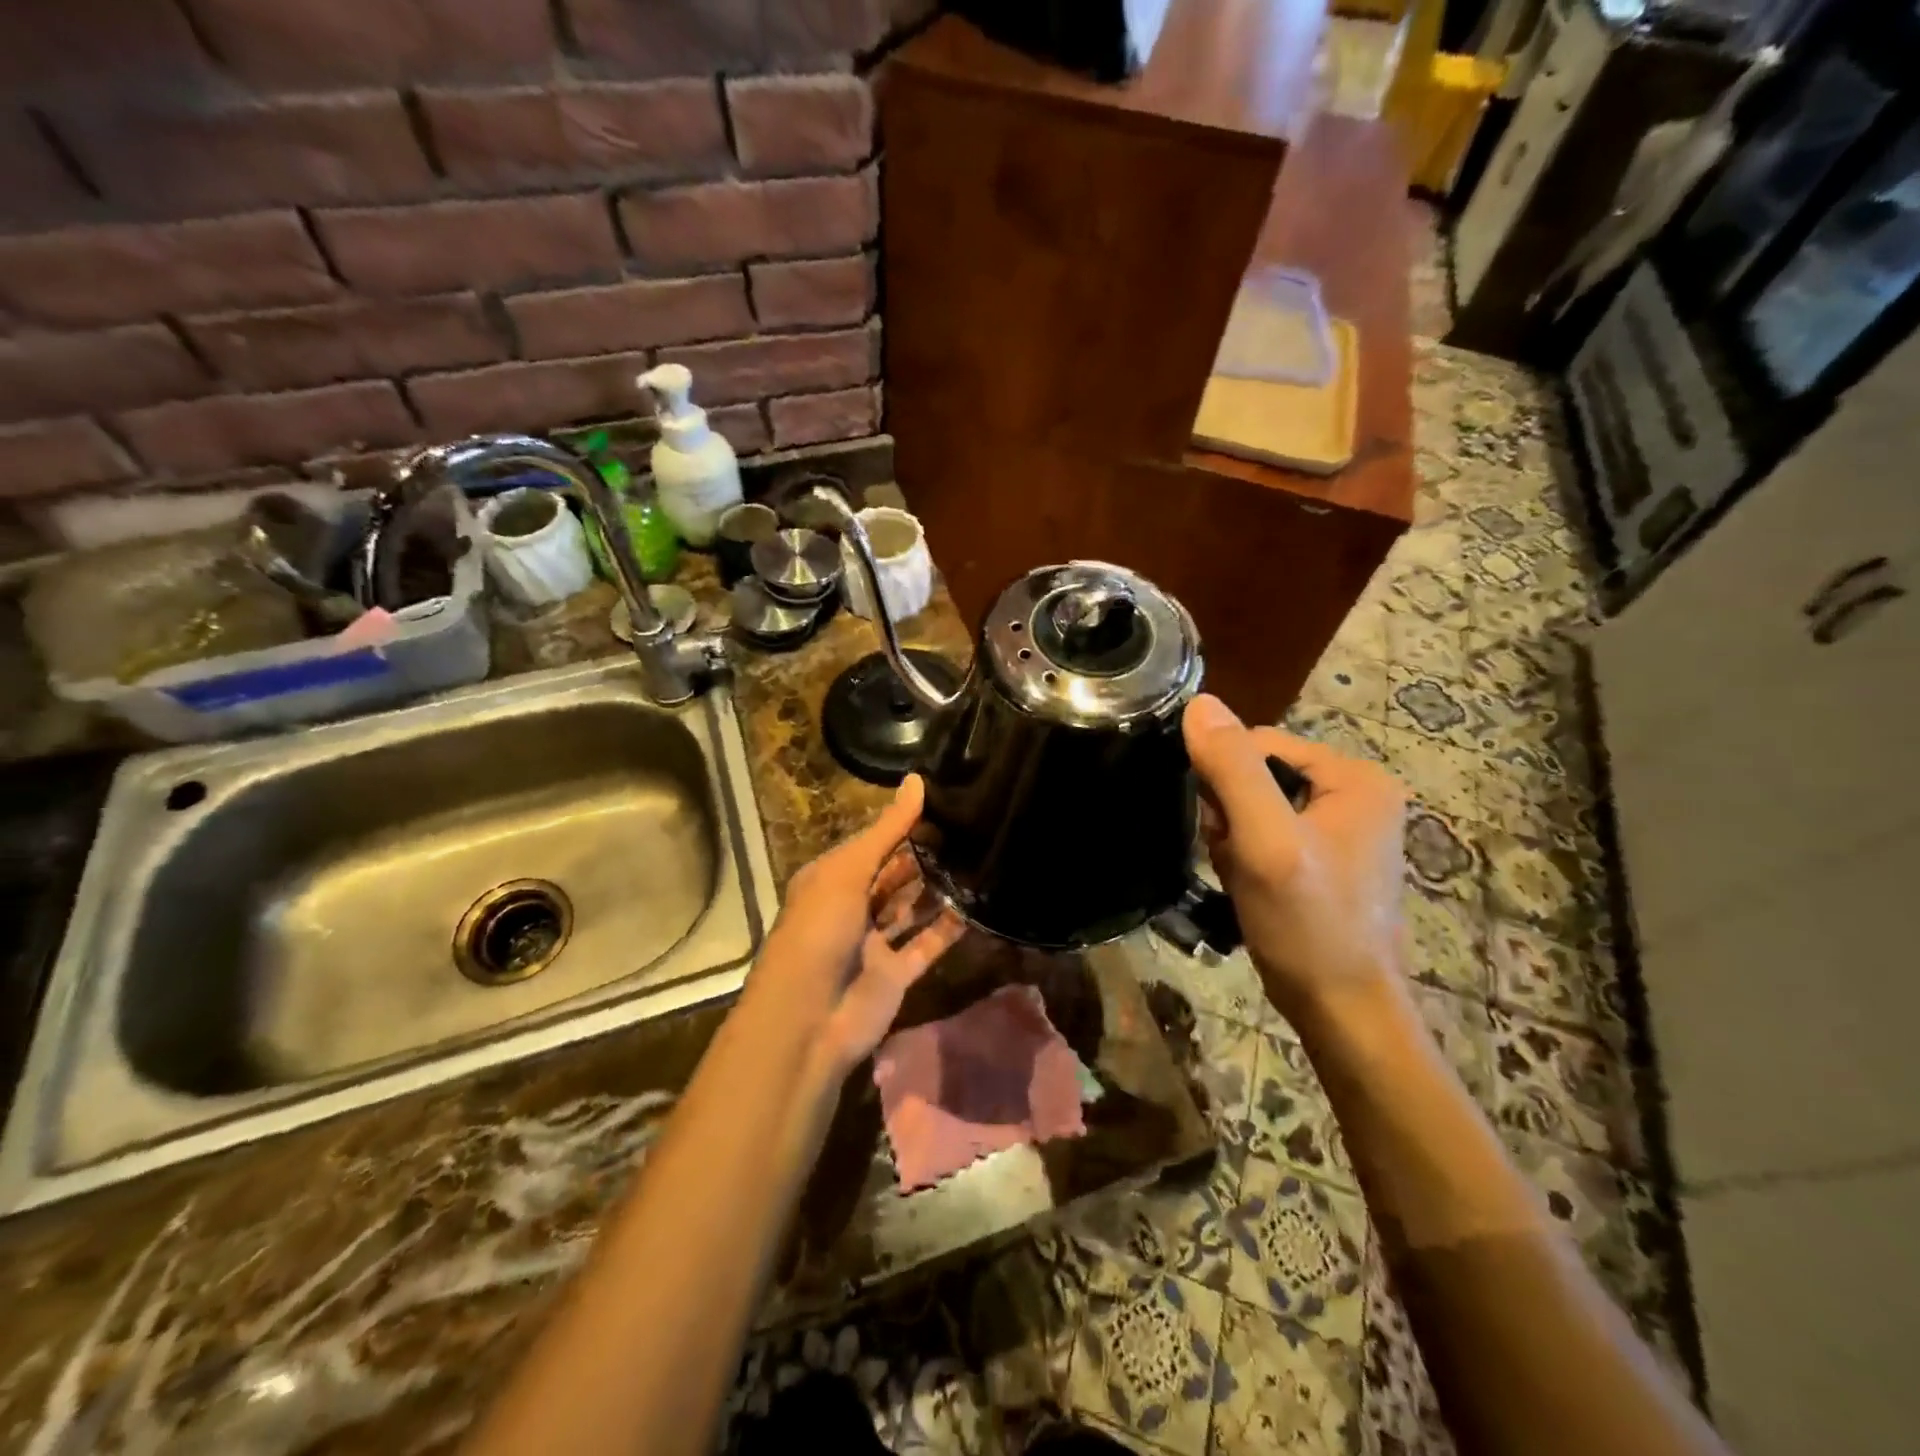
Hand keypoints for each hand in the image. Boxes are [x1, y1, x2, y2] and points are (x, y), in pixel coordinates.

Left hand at [758, 774, 967, 1073]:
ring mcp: (874, 942)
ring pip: (910, 909)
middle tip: (970, 831)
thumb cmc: (819, 931)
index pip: (872, 844)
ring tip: (979, 860)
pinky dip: (948, 929)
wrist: (807, 1020)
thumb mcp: (848, 871)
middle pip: (893, 875)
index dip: (904, 826)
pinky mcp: (895, 974)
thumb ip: (888, 830)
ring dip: (938, 890)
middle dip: (924, 856)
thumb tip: (918, 779)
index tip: (945, 804)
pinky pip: (926, 945)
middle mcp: (852, 907)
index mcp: (831, 879)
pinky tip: (977, 907)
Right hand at [1182, 694, 1407, 1020]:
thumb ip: (1233, 769)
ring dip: (1234, 838)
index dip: (1225, 779)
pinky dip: (1247, 856)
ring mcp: (1342, 829)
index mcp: (1356, 777)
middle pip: (1258, 775)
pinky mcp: (1325, 859)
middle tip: (1233, 857)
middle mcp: (1356, 794)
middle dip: (1231, 814)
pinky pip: (1266, 835)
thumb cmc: (1308, 923)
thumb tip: (1199, 703)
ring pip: (1256, 807)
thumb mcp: (1265, 840)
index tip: (1220, 829)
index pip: (1261, 743)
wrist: (1342, 1011)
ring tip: (1240, 876)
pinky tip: (1247, 886)